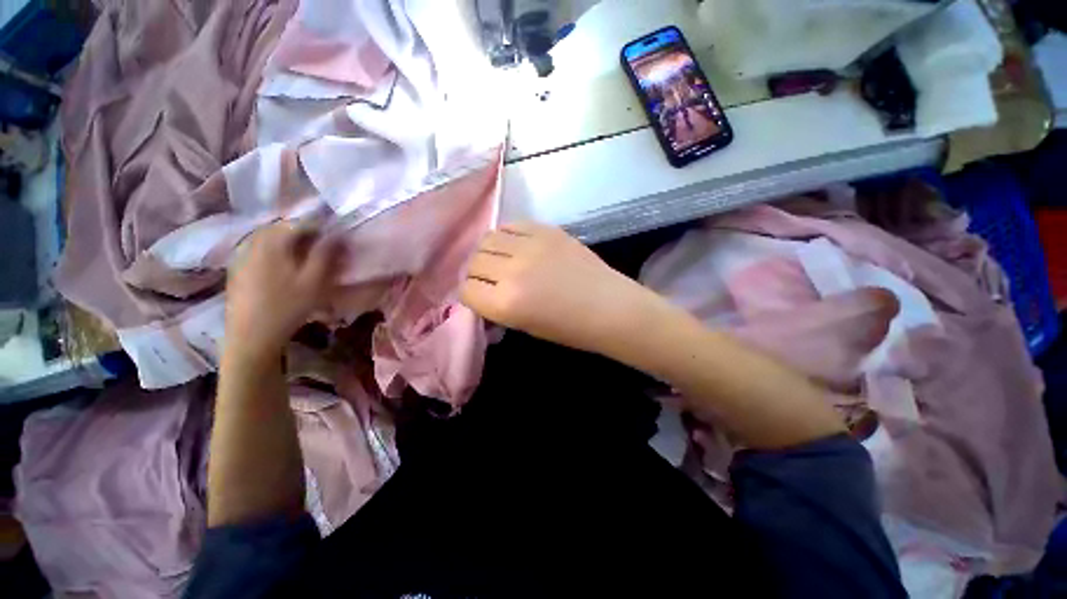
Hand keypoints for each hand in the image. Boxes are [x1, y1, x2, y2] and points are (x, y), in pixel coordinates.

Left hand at [225, 223, 345, 362]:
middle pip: (280, 229)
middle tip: (321, 247)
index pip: (299, 223)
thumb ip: (325, 254)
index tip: (335, 239)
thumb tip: (336, 234)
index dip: (320, 228)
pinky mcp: (237, 270)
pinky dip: (273, 252)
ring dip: (287, 242)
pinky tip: (282, 268)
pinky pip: (257, 251)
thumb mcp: (315, 280)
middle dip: (302, 233)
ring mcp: (241, 257)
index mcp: (272, 243)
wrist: (252, 335)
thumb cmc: (288, 306)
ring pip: (267, 239)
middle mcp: (253, 243)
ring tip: (304, 257)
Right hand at [461, 222, 657, 355]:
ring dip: (488, 251)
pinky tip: (515, 245)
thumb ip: (498, 307)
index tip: (479, 295)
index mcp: (506, 304)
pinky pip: (512, 225)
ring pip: (488, 239)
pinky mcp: (546, 230)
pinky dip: (507, 235)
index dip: (471, 294)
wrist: (609, 307)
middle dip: (477, 273)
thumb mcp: (525, 326)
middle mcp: (512, 271)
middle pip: (474, 262)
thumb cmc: (570, 328)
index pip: (466, 290)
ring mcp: (530, 246)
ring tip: (501, 258)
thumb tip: (481, 292)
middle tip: (490, 277)